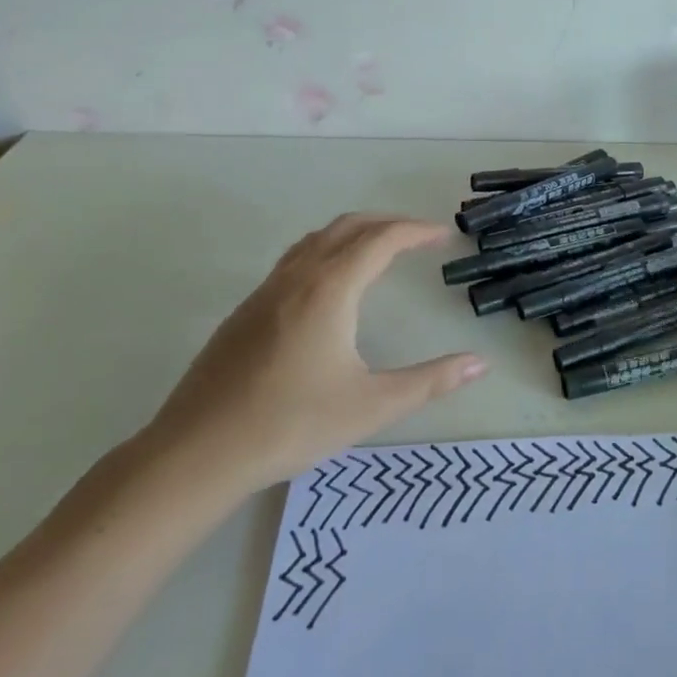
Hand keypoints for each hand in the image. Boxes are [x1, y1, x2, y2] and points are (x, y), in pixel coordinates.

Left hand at [143, 214, 485, 498]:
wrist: (196, 453)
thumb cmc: (291, 425)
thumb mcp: (372, 406)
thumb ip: (430, 381)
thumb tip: (480, 364)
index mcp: (330, 289)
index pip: (381, 240)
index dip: (416, 231)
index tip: (443, 236)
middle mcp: (297, 278)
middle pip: (347, 227)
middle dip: (387, 223)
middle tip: (418, 236)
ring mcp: (265, 292)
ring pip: (315, 240)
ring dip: (352, 233)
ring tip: (378, 250)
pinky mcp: (244, 312)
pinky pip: (293, 261)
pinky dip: (325, 252)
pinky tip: (329, 287)